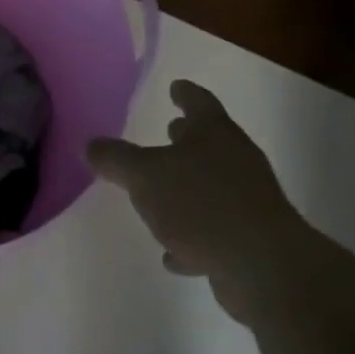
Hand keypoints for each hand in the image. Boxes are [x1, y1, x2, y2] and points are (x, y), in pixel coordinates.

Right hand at [87, 81, 308, 322]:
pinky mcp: (252, 240)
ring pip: (213, 186)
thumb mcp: (142, 175)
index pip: (199, 102)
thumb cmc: (200, 203)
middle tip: (169, 130)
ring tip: (161, 195)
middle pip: (210, 142)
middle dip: (187, 138)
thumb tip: (91, 145)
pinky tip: (174, 254)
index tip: (175, 86)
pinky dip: (194, 236)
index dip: (184, 93)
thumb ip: (114, 158)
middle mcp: (237, 160)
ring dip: (189, 188)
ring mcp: (249, 201)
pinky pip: (215, 229)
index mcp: (214, 134)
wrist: (263, 267)